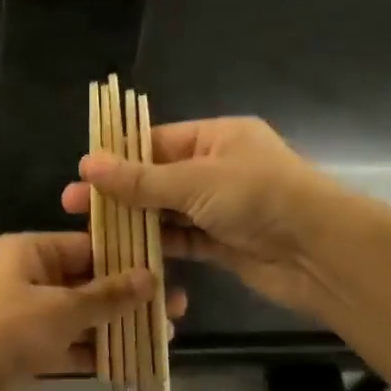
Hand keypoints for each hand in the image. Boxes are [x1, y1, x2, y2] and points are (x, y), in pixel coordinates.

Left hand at [0, 232, 173, 390]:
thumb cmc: (6, 331)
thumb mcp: (62, 309)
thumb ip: (108, 295)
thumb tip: (152, 277)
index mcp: (28, 252)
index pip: (86, 246)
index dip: (127, 259)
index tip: (165, 272)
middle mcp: (26, 278)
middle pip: (86, 283)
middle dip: (128, 298)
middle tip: (175, 310)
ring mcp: (24, 316)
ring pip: (79, 317)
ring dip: (115, 327)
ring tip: (162, 337)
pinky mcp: (23, 351)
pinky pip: (66, 345)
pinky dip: (93, 352)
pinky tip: (131, 362)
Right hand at [62, 116, 348, 316]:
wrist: (319, 252)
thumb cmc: (259, 198)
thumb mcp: (195, 181)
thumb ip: (140, 179)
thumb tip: (87, 164)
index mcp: (217, 137)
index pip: (156, 141)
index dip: (117, 156)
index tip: (81, 173)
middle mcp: (217, 169)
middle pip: (157, 178)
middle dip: (118, 192)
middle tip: (72, 206)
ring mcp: (220, 208)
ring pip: (166, 212)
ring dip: (133, 221)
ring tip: (91, 231)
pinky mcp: (223, 244)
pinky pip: (182, 240)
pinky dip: (156, 245)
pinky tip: (123, 252)